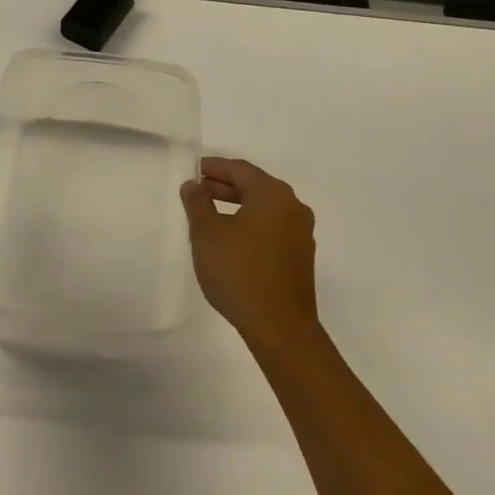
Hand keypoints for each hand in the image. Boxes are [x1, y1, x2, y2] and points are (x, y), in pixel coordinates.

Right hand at [181, 157, 319, 353]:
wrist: (280, 327)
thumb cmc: (239, 272)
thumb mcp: (207, 234)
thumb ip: (198, 203)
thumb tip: (193, 185)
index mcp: (273, 194)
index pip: (241, 169)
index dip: (216, 167)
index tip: (196, 169)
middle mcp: (293, 207)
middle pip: (255, 186)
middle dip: (225, 186)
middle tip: (199, 190)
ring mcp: (300, 233)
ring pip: (264, 208)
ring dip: (238, 206)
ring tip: (210, 214)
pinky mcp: (300, 257)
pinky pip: (272, 228)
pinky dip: (250, 224)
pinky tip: (231, 238)